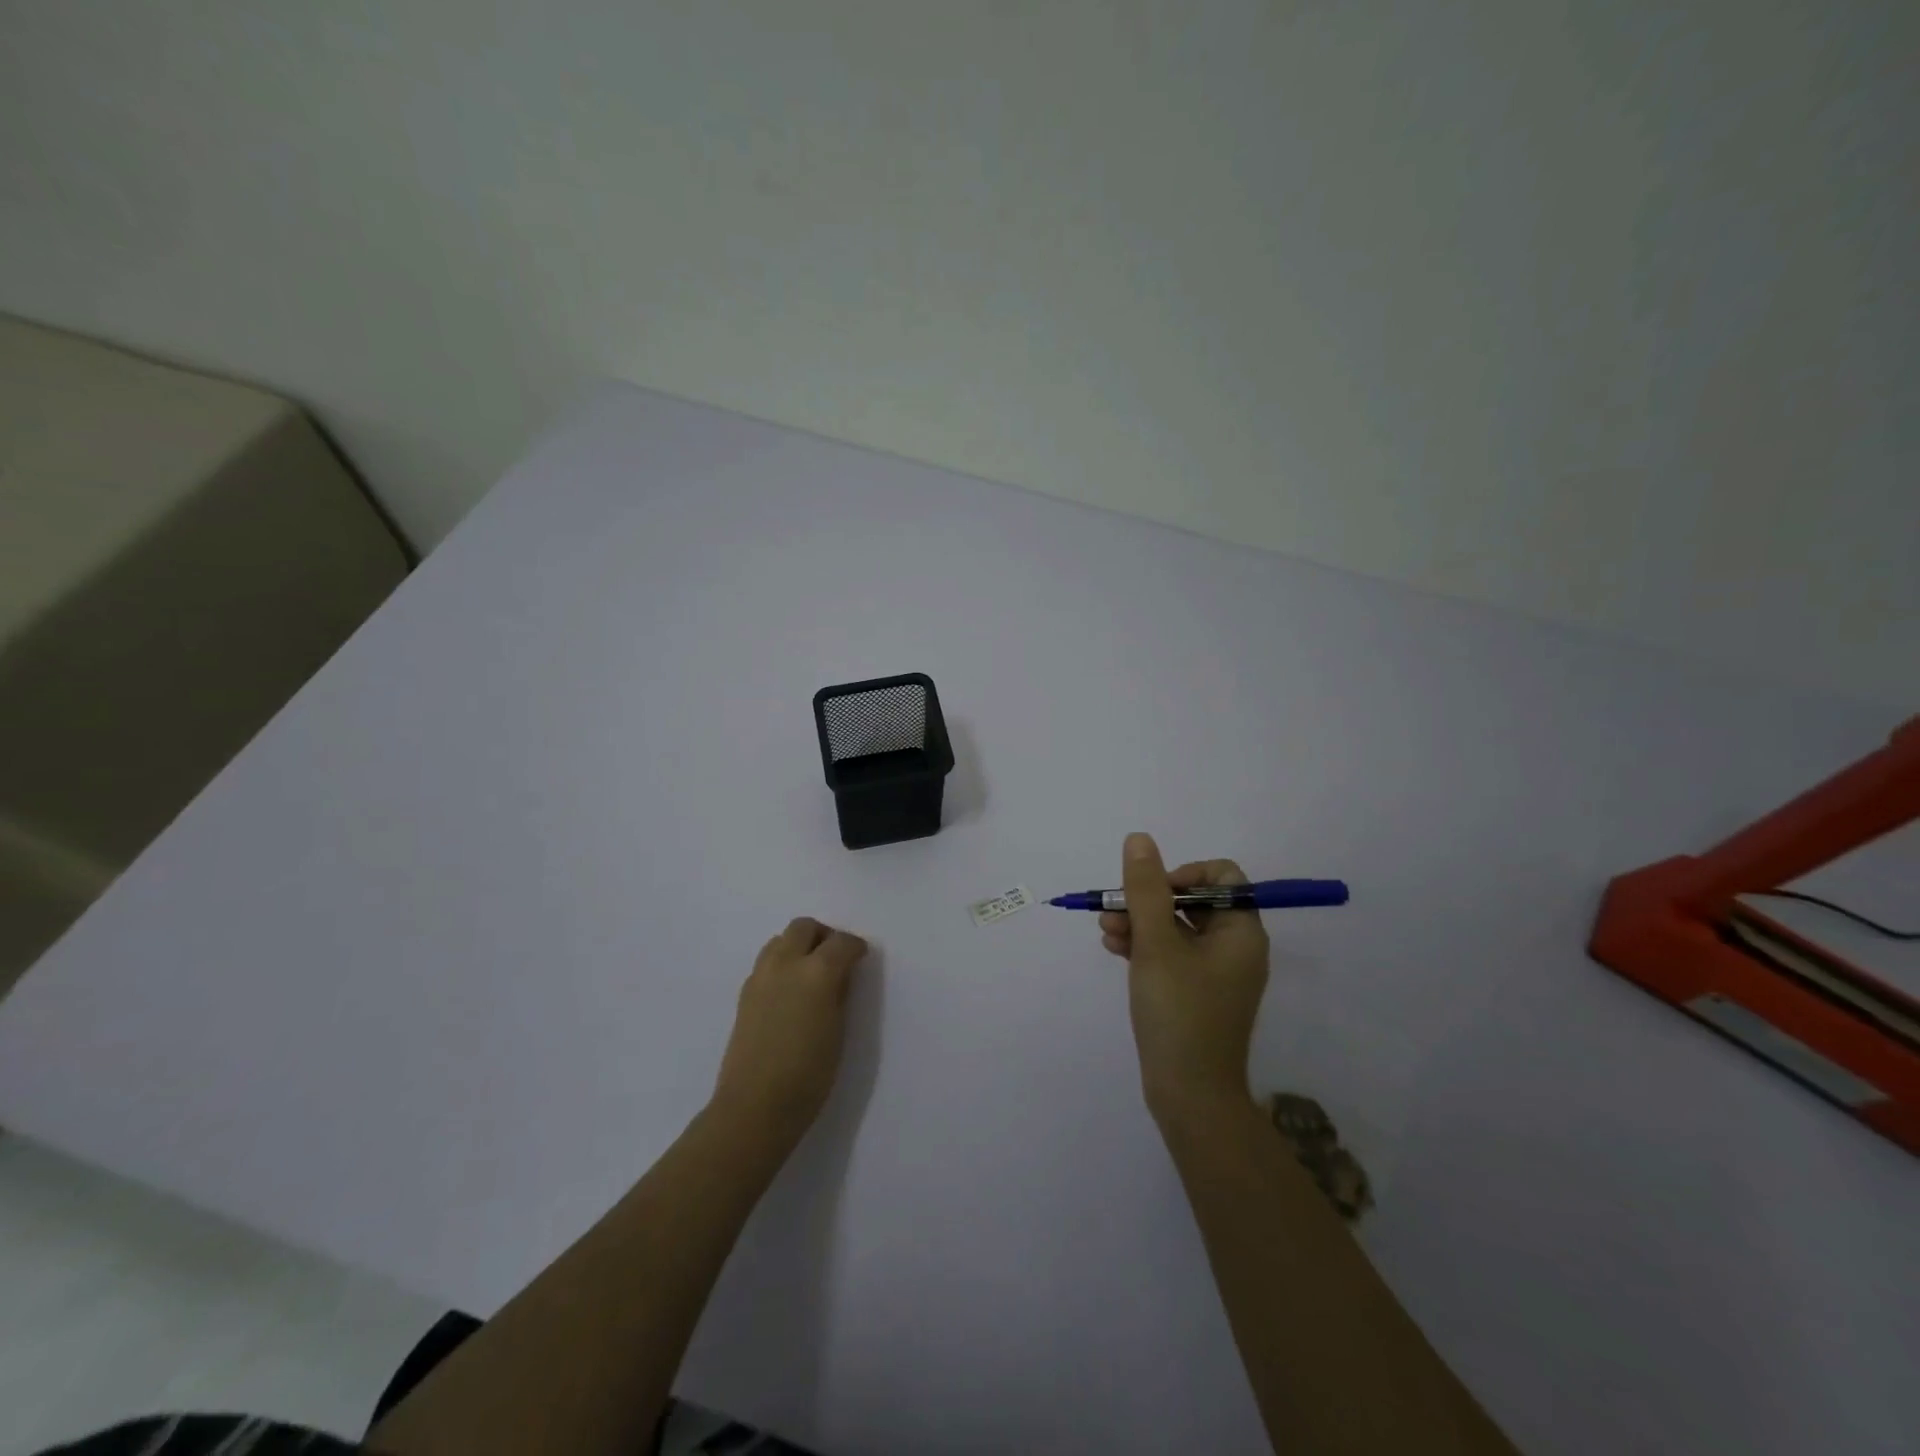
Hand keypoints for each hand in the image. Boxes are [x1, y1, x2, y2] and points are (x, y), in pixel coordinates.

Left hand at [712, 917, 868, 1145]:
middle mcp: (786, 964)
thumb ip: (840, 993)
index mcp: (816, 972)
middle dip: (823, 936)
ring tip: (811, 972)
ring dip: (798, 945)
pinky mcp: (744, 994)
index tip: (861, 958)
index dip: (855, 947)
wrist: (754, 1107)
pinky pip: (766, 962)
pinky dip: (781, 963)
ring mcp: (760, 977)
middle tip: (836, 958)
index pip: (841, 942)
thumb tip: (841, 974)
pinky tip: (790, 991)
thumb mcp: (838, 1031)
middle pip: (804, 927)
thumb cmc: (809, 1075)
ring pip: (780, 940)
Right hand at [1099, 833, 1269, 1120]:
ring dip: (1140, 923)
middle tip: (1115, 910)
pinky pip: (1172, 955)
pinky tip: (1113, 949)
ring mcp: (1216, 973)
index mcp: (1241, 931)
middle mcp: (1235, 948)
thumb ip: (1145, 889)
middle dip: (1149, 901)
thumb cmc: (1179, 1012)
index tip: (1153, 891)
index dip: (1184, 874)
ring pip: (1177, 928)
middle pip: (1193, 901)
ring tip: (1106, 932)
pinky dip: (1145, 947)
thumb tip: (1140, 839)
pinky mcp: (1197, 994)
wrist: (1190, 1096)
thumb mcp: (1156, 943)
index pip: (1222, 877)